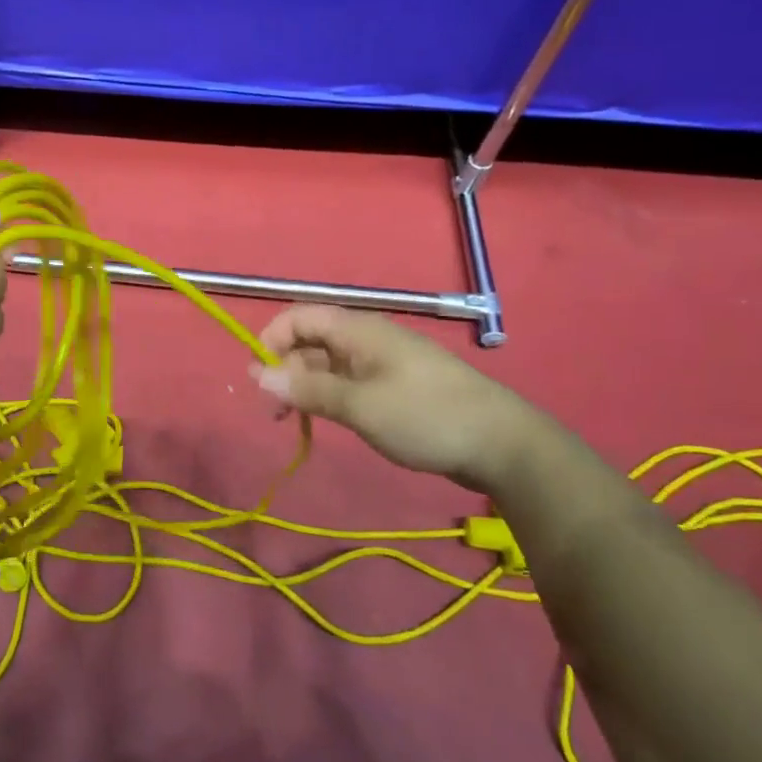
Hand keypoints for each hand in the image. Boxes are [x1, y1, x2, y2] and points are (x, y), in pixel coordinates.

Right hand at [252, 305, 543, 486]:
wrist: (503, 445)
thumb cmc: (426, 417)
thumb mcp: (360, 406)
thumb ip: (307, 389)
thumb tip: (257, 374)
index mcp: (359, 331)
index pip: (299, 317)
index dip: (272, 340)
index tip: (260, 379)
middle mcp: (367, 339)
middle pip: (311, 341)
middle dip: (285, 369)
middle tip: (275, 413)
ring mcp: (382, 363)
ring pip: (328, 365)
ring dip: (304, 387)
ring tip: (294, 422)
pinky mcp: (395, 387)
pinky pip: (349, 382)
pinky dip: (329, 397)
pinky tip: (325, 421)